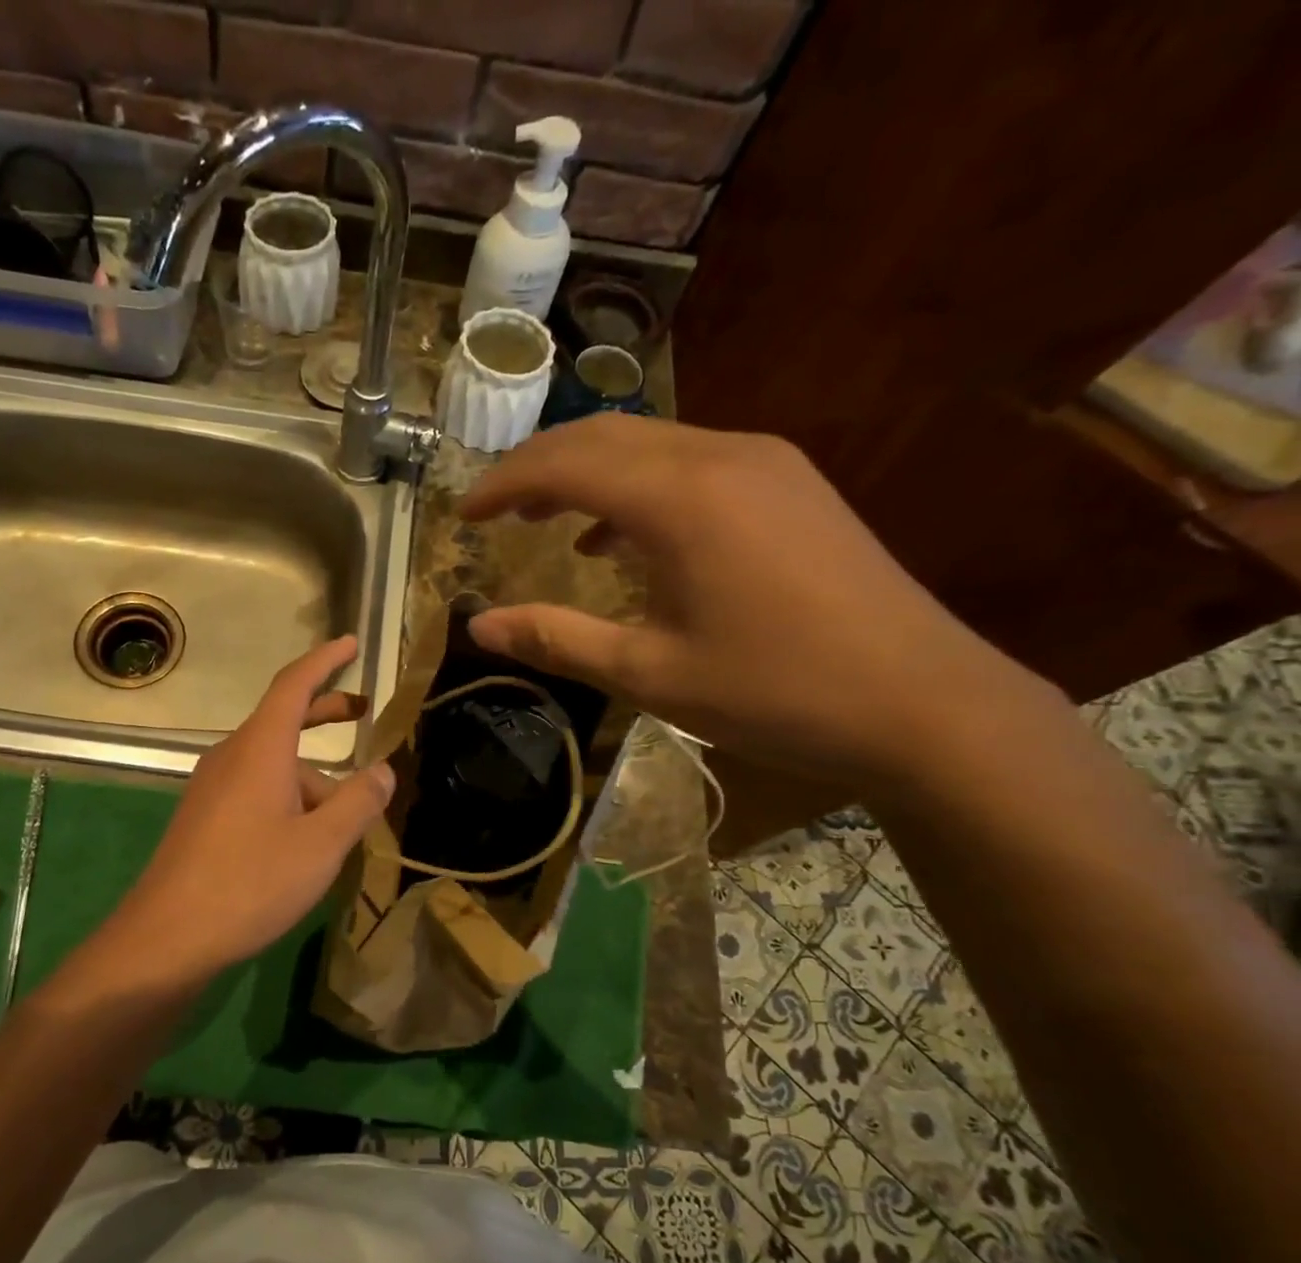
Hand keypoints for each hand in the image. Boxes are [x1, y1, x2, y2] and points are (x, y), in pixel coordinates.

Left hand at [112, 636, 393, 982]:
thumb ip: (358, 802)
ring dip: (314, 777)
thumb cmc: (250, 883)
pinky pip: (256, 789)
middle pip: (283, 720)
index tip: (351, 643)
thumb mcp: (320, 845)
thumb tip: (384, 770)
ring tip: (351, 815)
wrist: (167, 937)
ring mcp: (213, 788)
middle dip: (325, 713)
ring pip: (273, 765)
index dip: (325, 661)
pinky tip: (310, 838)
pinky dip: (290, 797)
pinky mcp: (205, 818)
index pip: (294, 685)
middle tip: (364, 713)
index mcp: (259, 748)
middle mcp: (232, 756)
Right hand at [458, 414, 1038, 787]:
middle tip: (494, 510)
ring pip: (650, 445)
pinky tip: (621, 540)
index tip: (464, 515)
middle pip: (605, 436)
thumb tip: (478, 627)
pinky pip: (691, 465)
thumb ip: (556, 639)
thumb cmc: (775, 692)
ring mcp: (765, 464)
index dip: (503, 484)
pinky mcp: (790, 485)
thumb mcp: (648, 673)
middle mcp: (721, 457)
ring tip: (544, 520)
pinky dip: (638, 490)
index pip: (565, 463)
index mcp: (680, 499)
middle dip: (538, 467)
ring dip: (587, 474)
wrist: (923, 703)